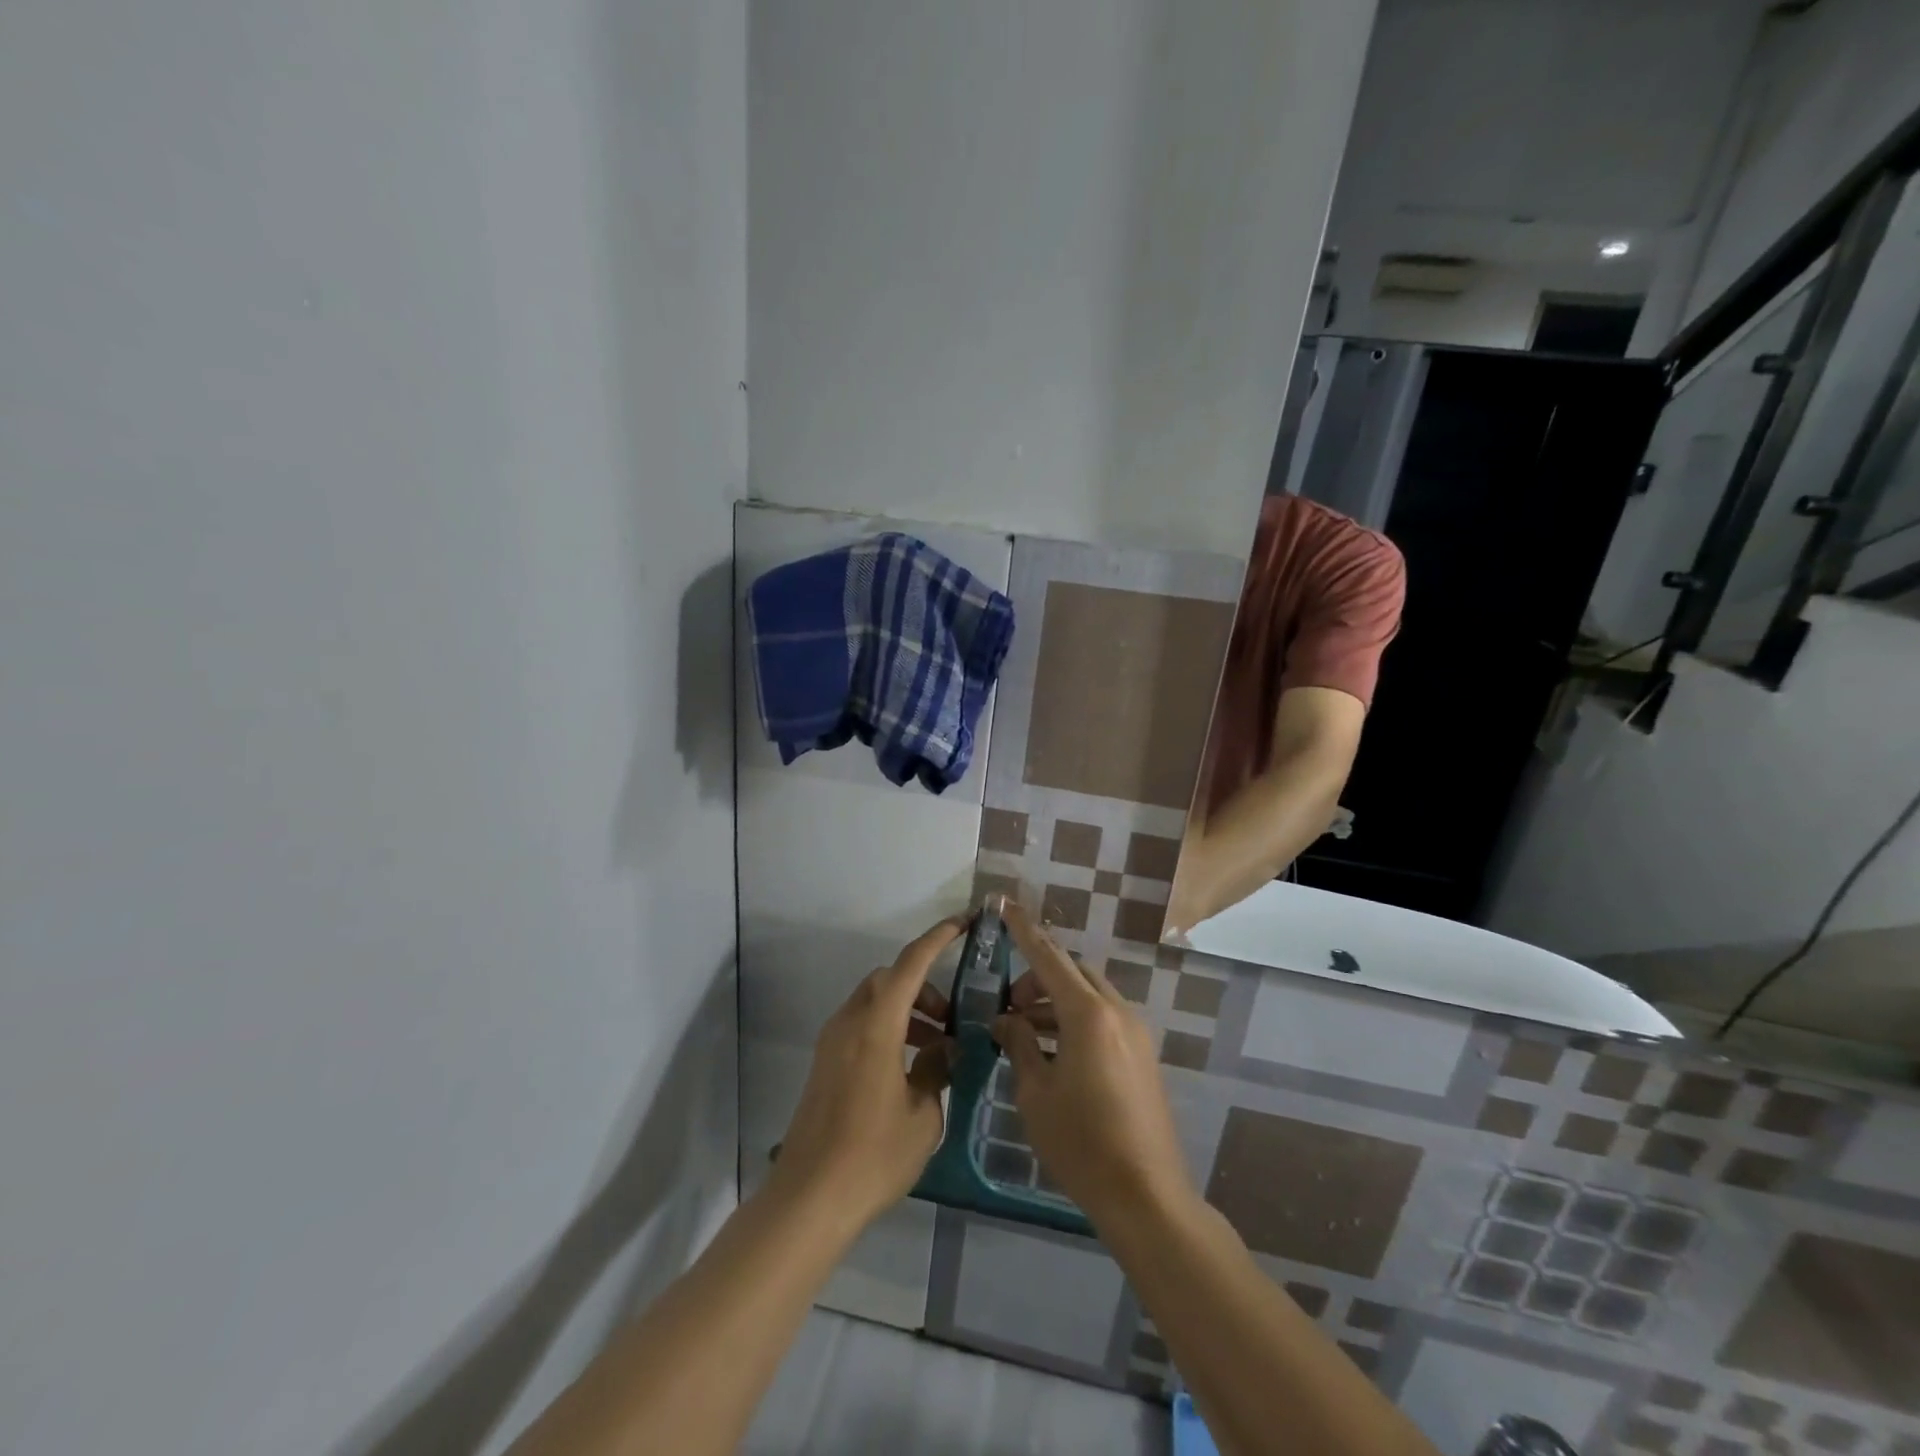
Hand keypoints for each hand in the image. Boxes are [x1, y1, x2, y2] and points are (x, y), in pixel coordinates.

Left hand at [770, 919, 962, 1228]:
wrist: (810, 1198)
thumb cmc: (873, 1155)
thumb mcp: (923, 1115)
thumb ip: (936, 1070)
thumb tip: (943, 1051)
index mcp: (876, 1026)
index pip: (910, 964)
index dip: (937, 938)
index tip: (962, 924)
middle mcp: (849, 1022)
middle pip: (889, 980)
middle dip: (923, 987)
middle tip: (950, 1019)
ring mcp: (832, 1043)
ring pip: (873, 1002)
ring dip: (906, 1011)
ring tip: (935, 1049)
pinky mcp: (825, 1064)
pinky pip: (860, 1026)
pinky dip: (887, 1029)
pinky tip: (908, 1068)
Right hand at [991, 902, 1193, 1224]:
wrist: (1145, 1196)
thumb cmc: (1081, 1143)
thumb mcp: (1036, 1093)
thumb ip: (1019, 1044)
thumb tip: (1006, 1020)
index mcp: (1088, 1014)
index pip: (1048, 957)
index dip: (1024, 930)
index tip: (1004, 905)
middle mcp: (1116, 1012)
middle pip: (1072, 973)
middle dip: (1037, 976)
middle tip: (1008, 1005)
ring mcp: (1135, 1033)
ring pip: (1089, 995)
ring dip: (1056, 1001)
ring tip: (1024, 1031)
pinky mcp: (1142, 1055)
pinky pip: (1104, 1019)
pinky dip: (1075, 1020)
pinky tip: (1053, 1051)